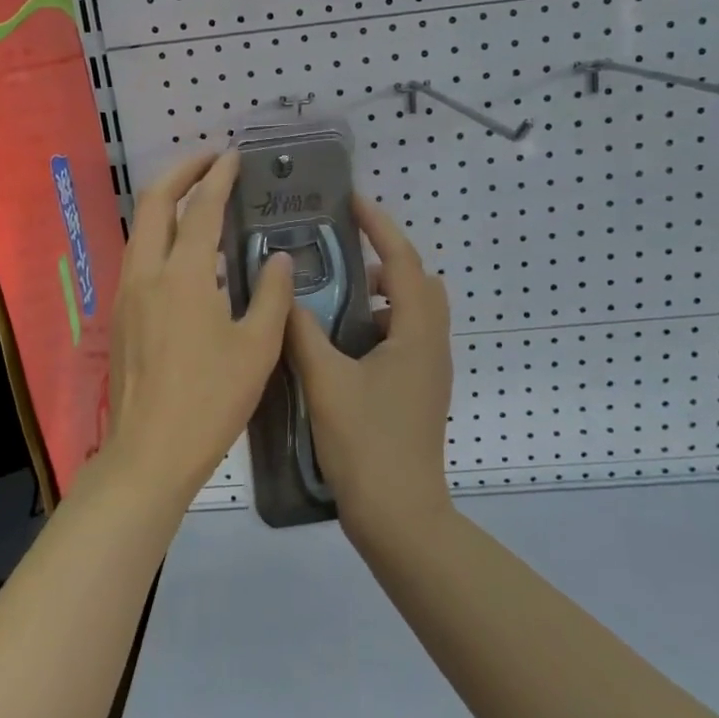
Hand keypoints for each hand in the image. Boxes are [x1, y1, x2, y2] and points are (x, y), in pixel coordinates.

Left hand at [103, 149, 294, 501]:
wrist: (150, 452)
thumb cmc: (211, 400)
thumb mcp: (257, 348)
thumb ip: (272, 295)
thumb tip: (278, 257)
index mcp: (184, 275)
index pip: (201, 209)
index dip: (219, 177)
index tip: (234, 156)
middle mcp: (147, 273)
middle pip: (154, 203)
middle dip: (181, 172)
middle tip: (210, 160)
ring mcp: (128, 293)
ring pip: (141, 228)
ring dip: (167, 202)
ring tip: (198, 197)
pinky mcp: (122, 314)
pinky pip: (140, 255)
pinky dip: (161, 234)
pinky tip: (186, 253)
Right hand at [286, 196, 453, 536]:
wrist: (400, 515)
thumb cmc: (366, 443)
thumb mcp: (326, 382)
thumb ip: (303, 334)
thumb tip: (286, 297)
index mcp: (417, 333)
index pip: (402, 262)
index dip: (380, 227)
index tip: (352, 202)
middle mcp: (432, 345)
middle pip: (418, 282)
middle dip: (385, 260)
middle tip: (343, 256)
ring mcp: (430, 370)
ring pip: (413, 313)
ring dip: (382, 296)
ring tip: (335, 300)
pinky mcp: (420, 391)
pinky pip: (406, 338)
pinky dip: (380, 325)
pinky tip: (342, 345)